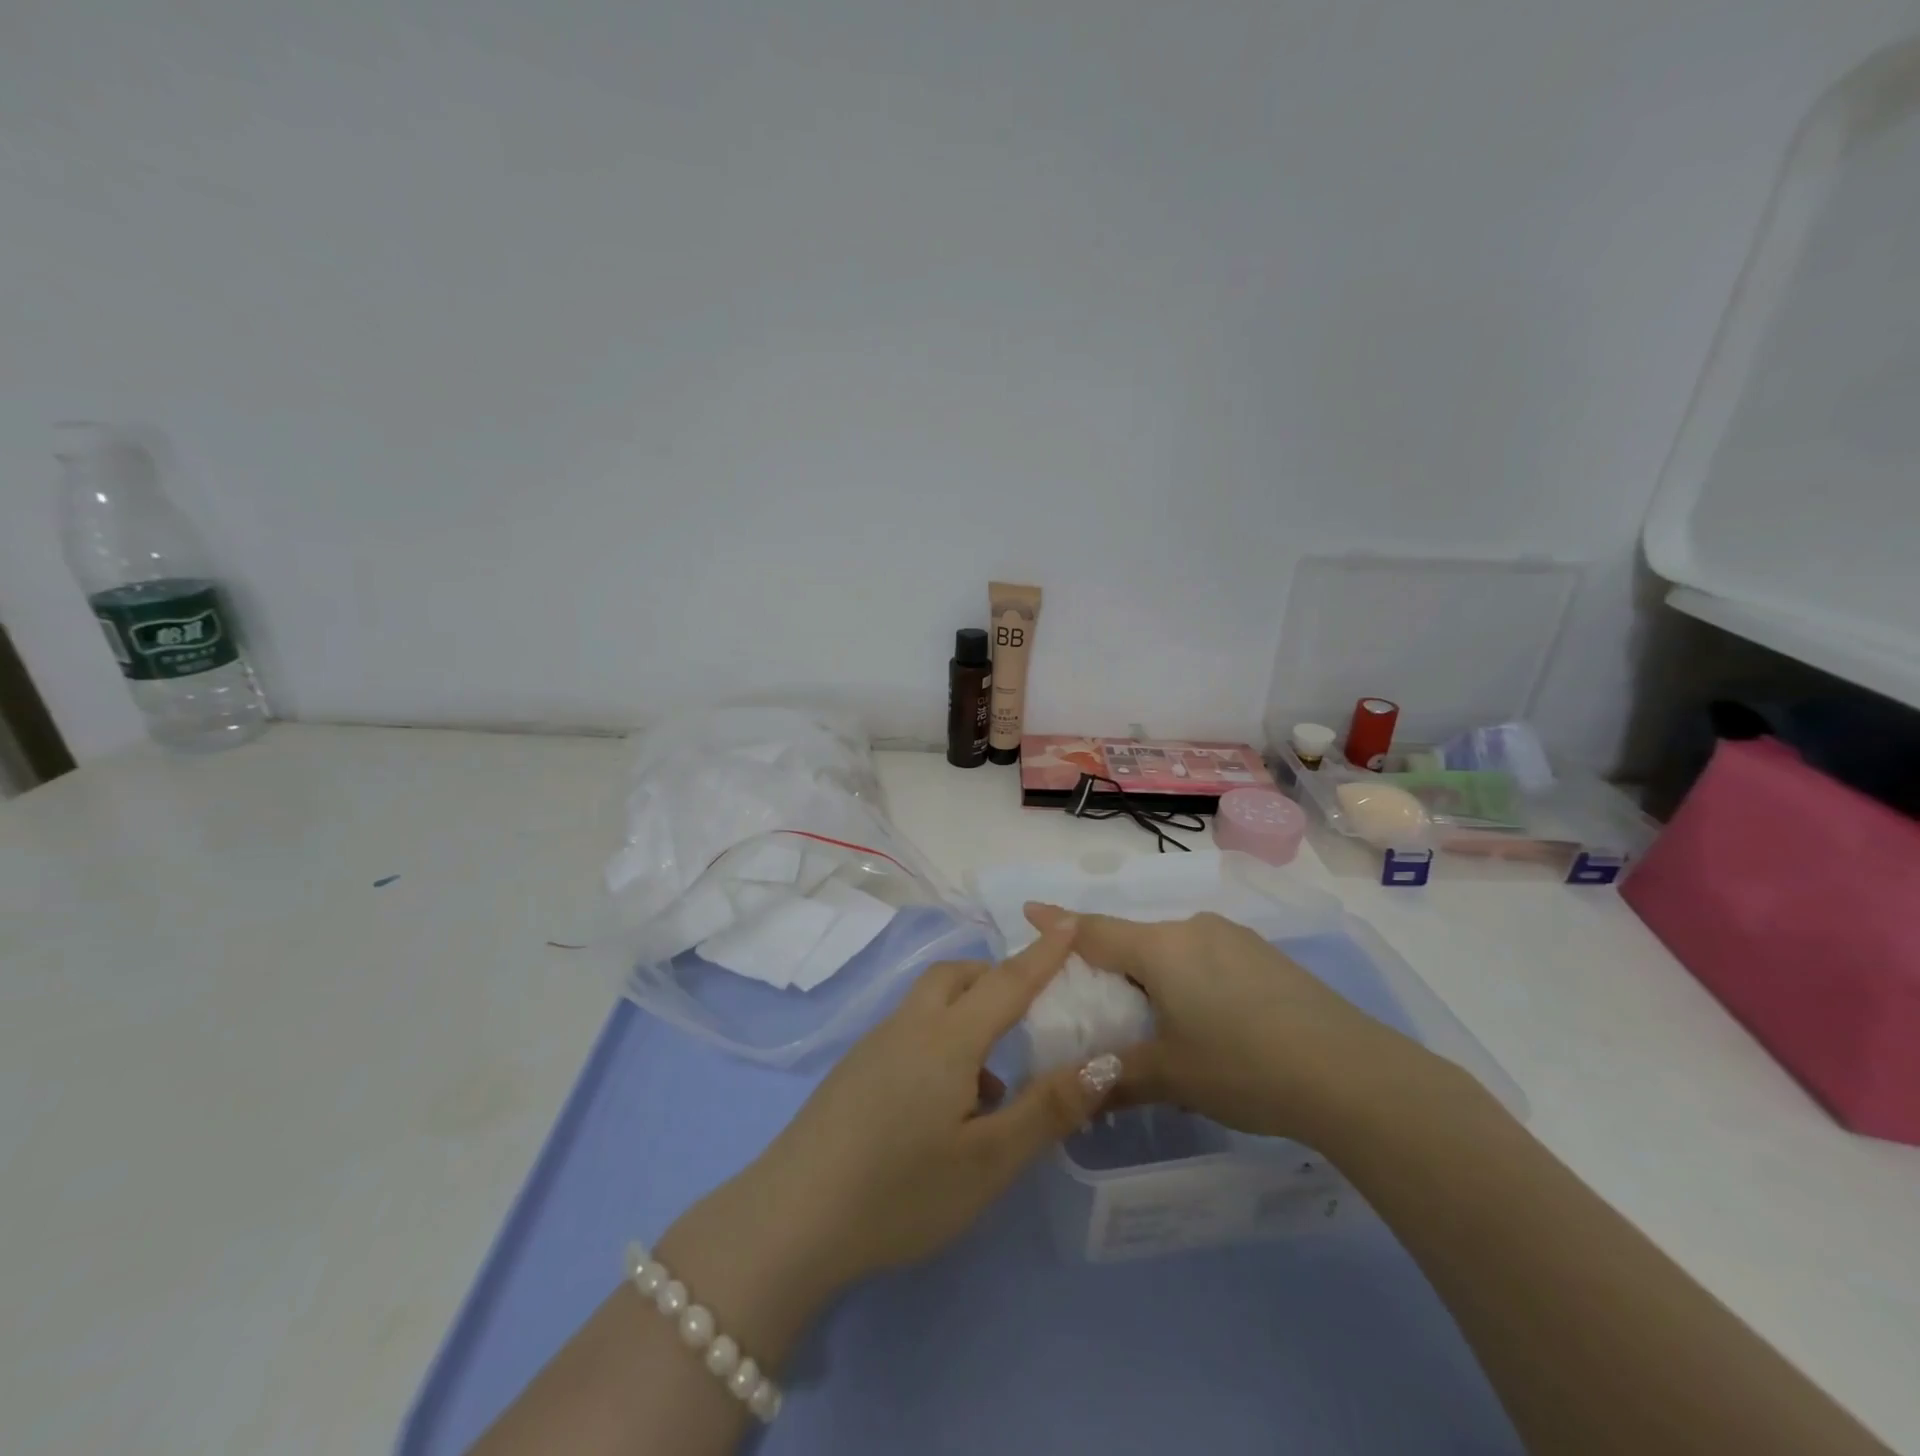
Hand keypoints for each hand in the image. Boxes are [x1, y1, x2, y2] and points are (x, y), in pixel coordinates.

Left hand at [658, 914, 1120, 1347]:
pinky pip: (911, 1033)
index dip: (1042, 953)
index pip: (1007, 981)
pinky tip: (948, 1107)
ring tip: (995, 1082)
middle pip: (957, 977)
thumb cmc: (900, 1190)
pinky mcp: (854, 1071)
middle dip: (996, 978)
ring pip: (931, 1005)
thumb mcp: (988, 1161)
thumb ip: (1047, 1108)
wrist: (791, 1220)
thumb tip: (1103, 1062)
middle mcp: (910, 1027)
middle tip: (1029, 1010)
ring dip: (968, 1016)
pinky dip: (942, 1043)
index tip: (1067, 921)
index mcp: (948, 1037)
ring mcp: (875, 1046)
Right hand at [1025, 903, 1455, 1142]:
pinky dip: (1187, 978)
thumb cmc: (1244, 1067)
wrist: (1352, 1074)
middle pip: (1134, 940)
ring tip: (1152, 1017)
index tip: (1030, 910)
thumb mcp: (1171, 1077)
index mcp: (1161, 949)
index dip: (1057, 924)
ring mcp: (1234, 939)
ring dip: (1152, 973)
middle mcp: (1193, 930)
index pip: (1094, 931)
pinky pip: (1206, 957)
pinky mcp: (1265, 957)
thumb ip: (1116, 1079)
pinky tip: (1206, 1019)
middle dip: (1109, 962)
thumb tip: (1077, 1096)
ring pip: (1173, 948)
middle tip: (1094, 998)